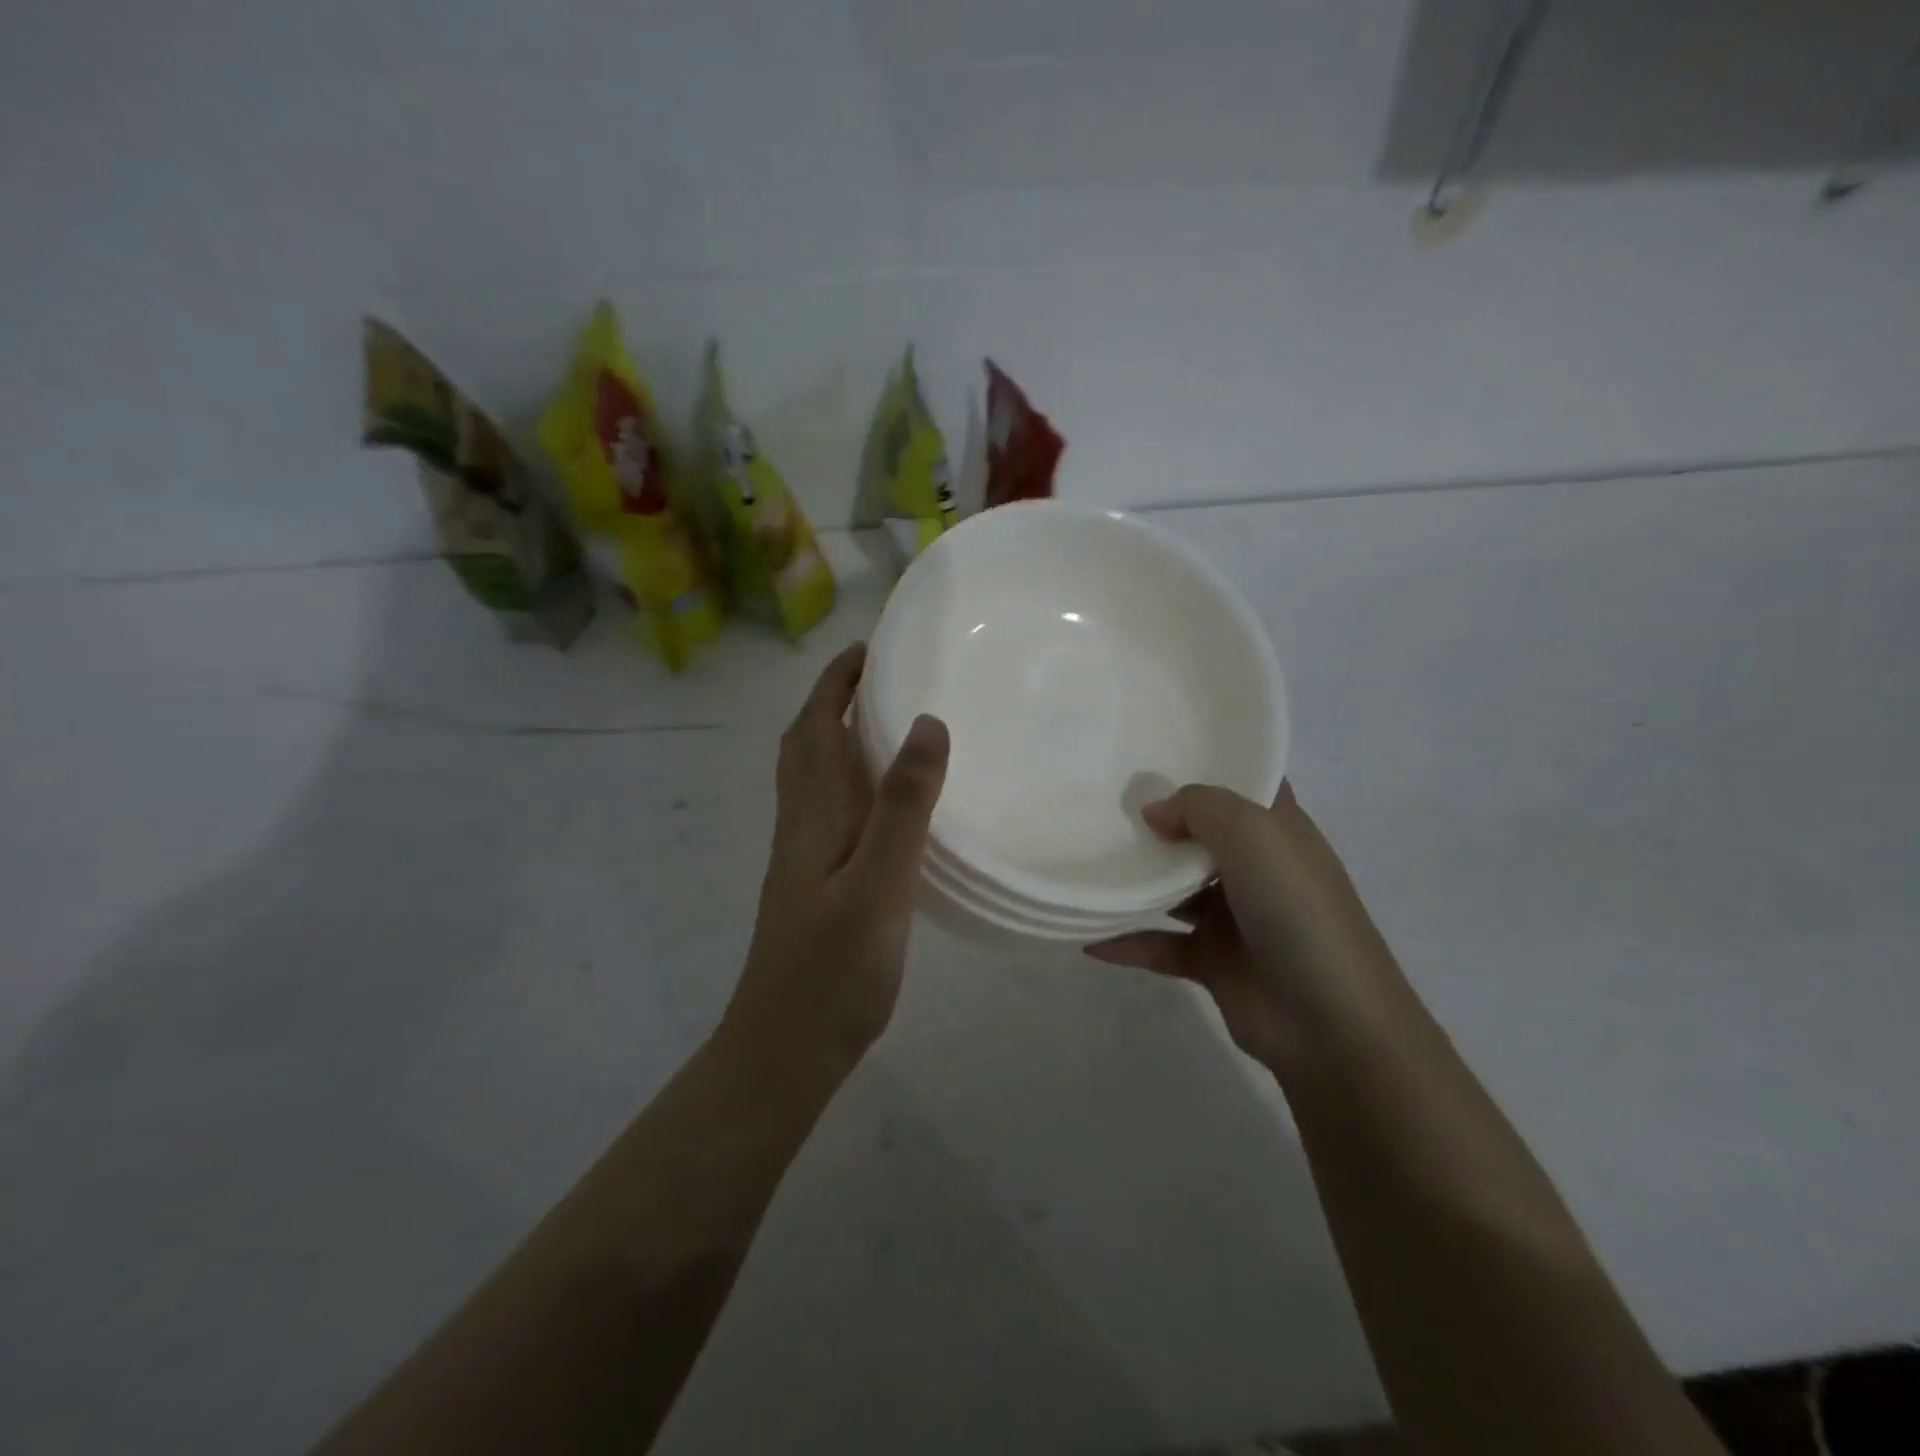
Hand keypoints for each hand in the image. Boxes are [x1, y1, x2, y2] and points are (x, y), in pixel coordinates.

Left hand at [724, 644, 949, 1067]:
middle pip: (806, 743)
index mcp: (812, 812)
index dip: (836, 681)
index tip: (871, 647)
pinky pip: (829, 808)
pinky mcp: (814, 882)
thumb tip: (926, 723)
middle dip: (834, 698)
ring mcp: (803, 855)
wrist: (785, 1048)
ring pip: (814, 776)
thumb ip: (903, 805)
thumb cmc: (833, 968)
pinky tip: (886, 802)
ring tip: (889, 723)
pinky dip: (851, 781)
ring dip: (838, 736)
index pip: (815, 724)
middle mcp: (801, 822)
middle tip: (883, 676)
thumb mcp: (879, 884)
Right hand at [1086, 783, 1396, 1069]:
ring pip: (1175, 889)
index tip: (1153, 752)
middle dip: (1158, 821)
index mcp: (1277, 831)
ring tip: (1088, 861)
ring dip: (1138, 881)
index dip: (1208, 766)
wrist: (1330, 1022)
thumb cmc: (1296, 909)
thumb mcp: (1252, 834)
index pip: (1245, 785)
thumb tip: (1153, 812)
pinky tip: (1090, 938)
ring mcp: (1235, 917)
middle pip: (1200, 834)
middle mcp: (1256, 868)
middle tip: (1101, 803)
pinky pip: (1160, 944)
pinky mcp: (1213, 961)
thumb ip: (1197, 807)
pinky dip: (1127, 941)